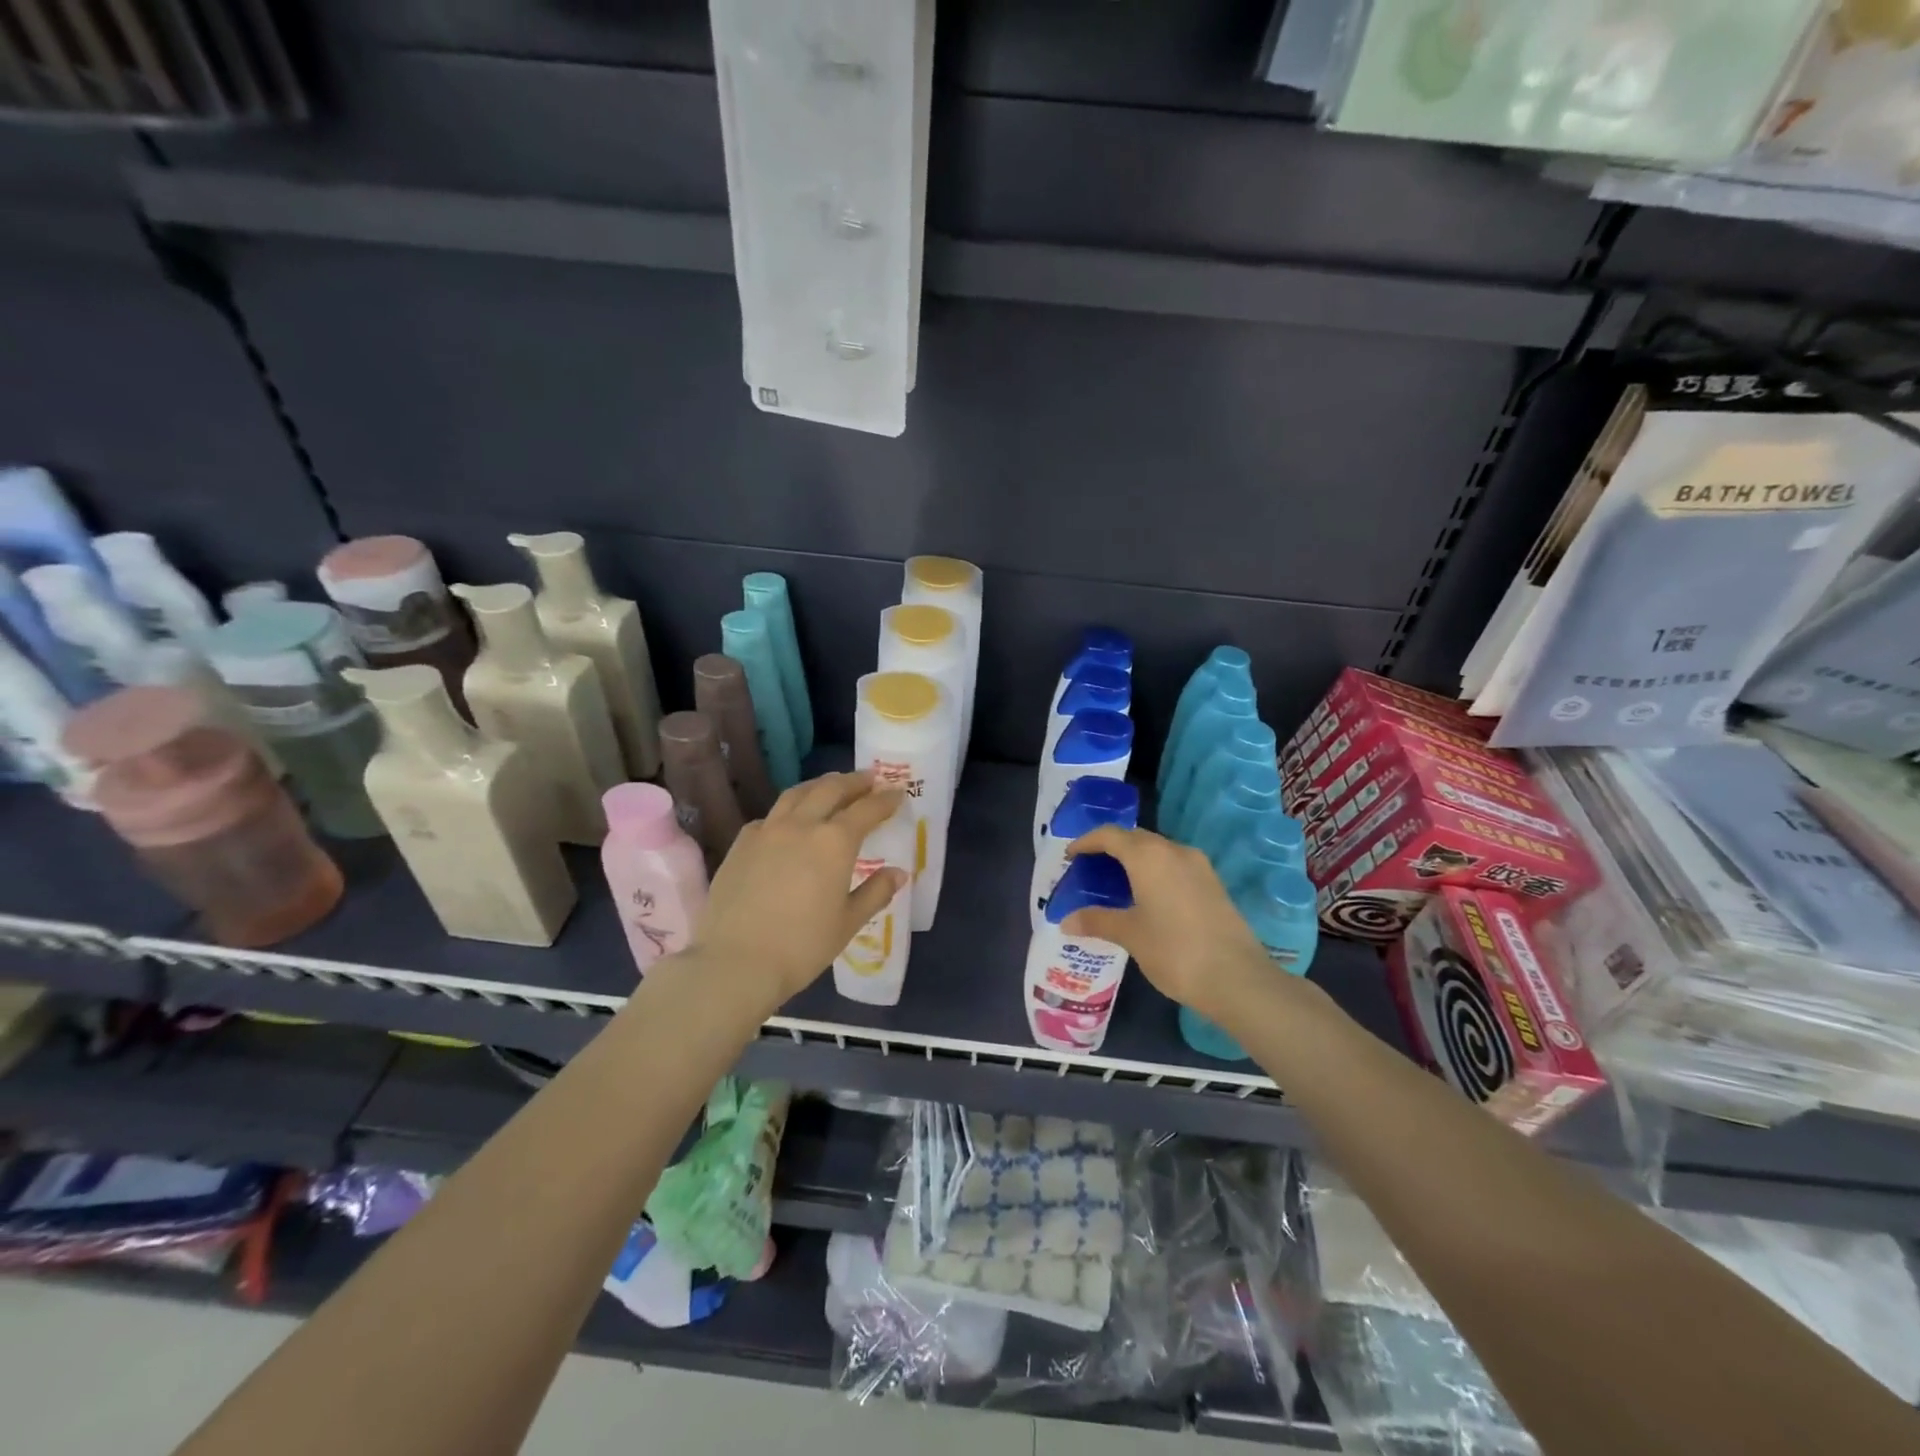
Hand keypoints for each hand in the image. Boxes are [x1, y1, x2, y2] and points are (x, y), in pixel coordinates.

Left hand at [685, 771, 906, 1008]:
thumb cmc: (802, 947)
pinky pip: (770, 815)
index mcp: (835, 842)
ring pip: (797, 794)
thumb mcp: (847, 923)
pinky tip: (790, 822)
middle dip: (854, 781)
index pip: (867, 809)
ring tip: (831, 786)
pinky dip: (788, 810)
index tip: (898, 793)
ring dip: (820, 785)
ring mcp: (767, 830)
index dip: (885, 799)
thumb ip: (875, 892)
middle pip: (831, 789)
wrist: (735, 962)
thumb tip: (898, 873)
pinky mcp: (742, 843)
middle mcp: (802, 825)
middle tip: (869, 779)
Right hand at [1062, 826, 1276, 1023]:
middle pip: (1134, 838)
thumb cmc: (1174, 950)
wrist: (1237, 978)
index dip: (1086, 841)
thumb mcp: (1129, 935)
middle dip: (1109, 849)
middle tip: (1089, 870)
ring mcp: (1198, 866)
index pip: (1110, 834)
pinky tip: (1146, 898)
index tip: (1069, 856)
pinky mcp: (1212, 884)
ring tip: (1114, 885)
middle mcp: (1174, 850)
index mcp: (1148, 855)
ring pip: (1157, 851)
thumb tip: (1066, 921)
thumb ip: (1097, 921)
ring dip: (1133, 861)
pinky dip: (1154, 873)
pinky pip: (1174, 866)